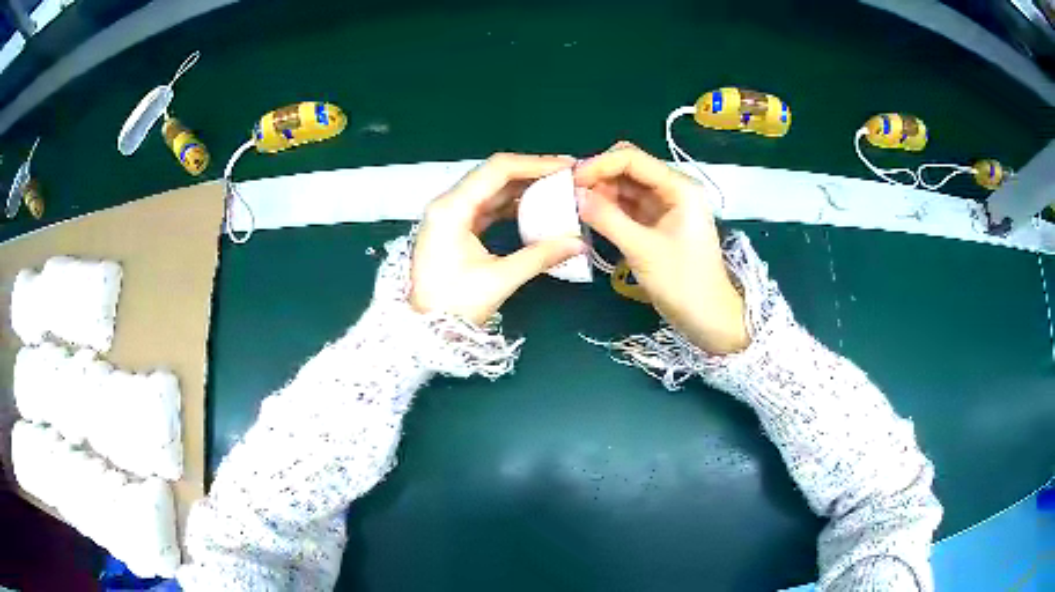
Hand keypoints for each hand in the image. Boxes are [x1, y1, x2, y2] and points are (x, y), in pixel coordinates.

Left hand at [410, 153, 585, 324]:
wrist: (423, 329)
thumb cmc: (453, 306)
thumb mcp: (499, 279)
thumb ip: (540, 256)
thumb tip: (578, 243)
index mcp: (452, 208)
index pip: (497, 170)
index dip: (535, 163)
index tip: (566, 166)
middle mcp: (448, 203)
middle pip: (494, 174)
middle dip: (532, 173)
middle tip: (567, 176)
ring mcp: (450, 214)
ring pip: (491, 189)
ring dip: (524, 188)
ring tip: (557, 190)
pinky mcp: (455, 227)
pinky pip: (487, 206)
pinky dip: (512, 205)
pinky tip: (536, 209)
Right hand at [574, 142, 748, 354]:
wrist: (709, 319)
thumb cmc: (683, 283)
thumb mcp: (642, 249)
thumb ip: (607, 218)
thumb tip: (574, 195)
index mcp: (679, 187)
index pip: (632, 159)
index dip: (599, 164)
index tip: (571, 181)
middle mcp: (673, 189)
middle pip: (628, 168)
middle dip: (598, 176)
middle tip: (568, 194)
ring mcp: (665, 206)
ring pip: (626, 187)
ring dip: (601, 192)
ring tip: (573, 205)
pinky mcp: (658, 224)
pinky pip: (628, 206)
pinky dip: (609, 208)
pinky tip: (589, 215)